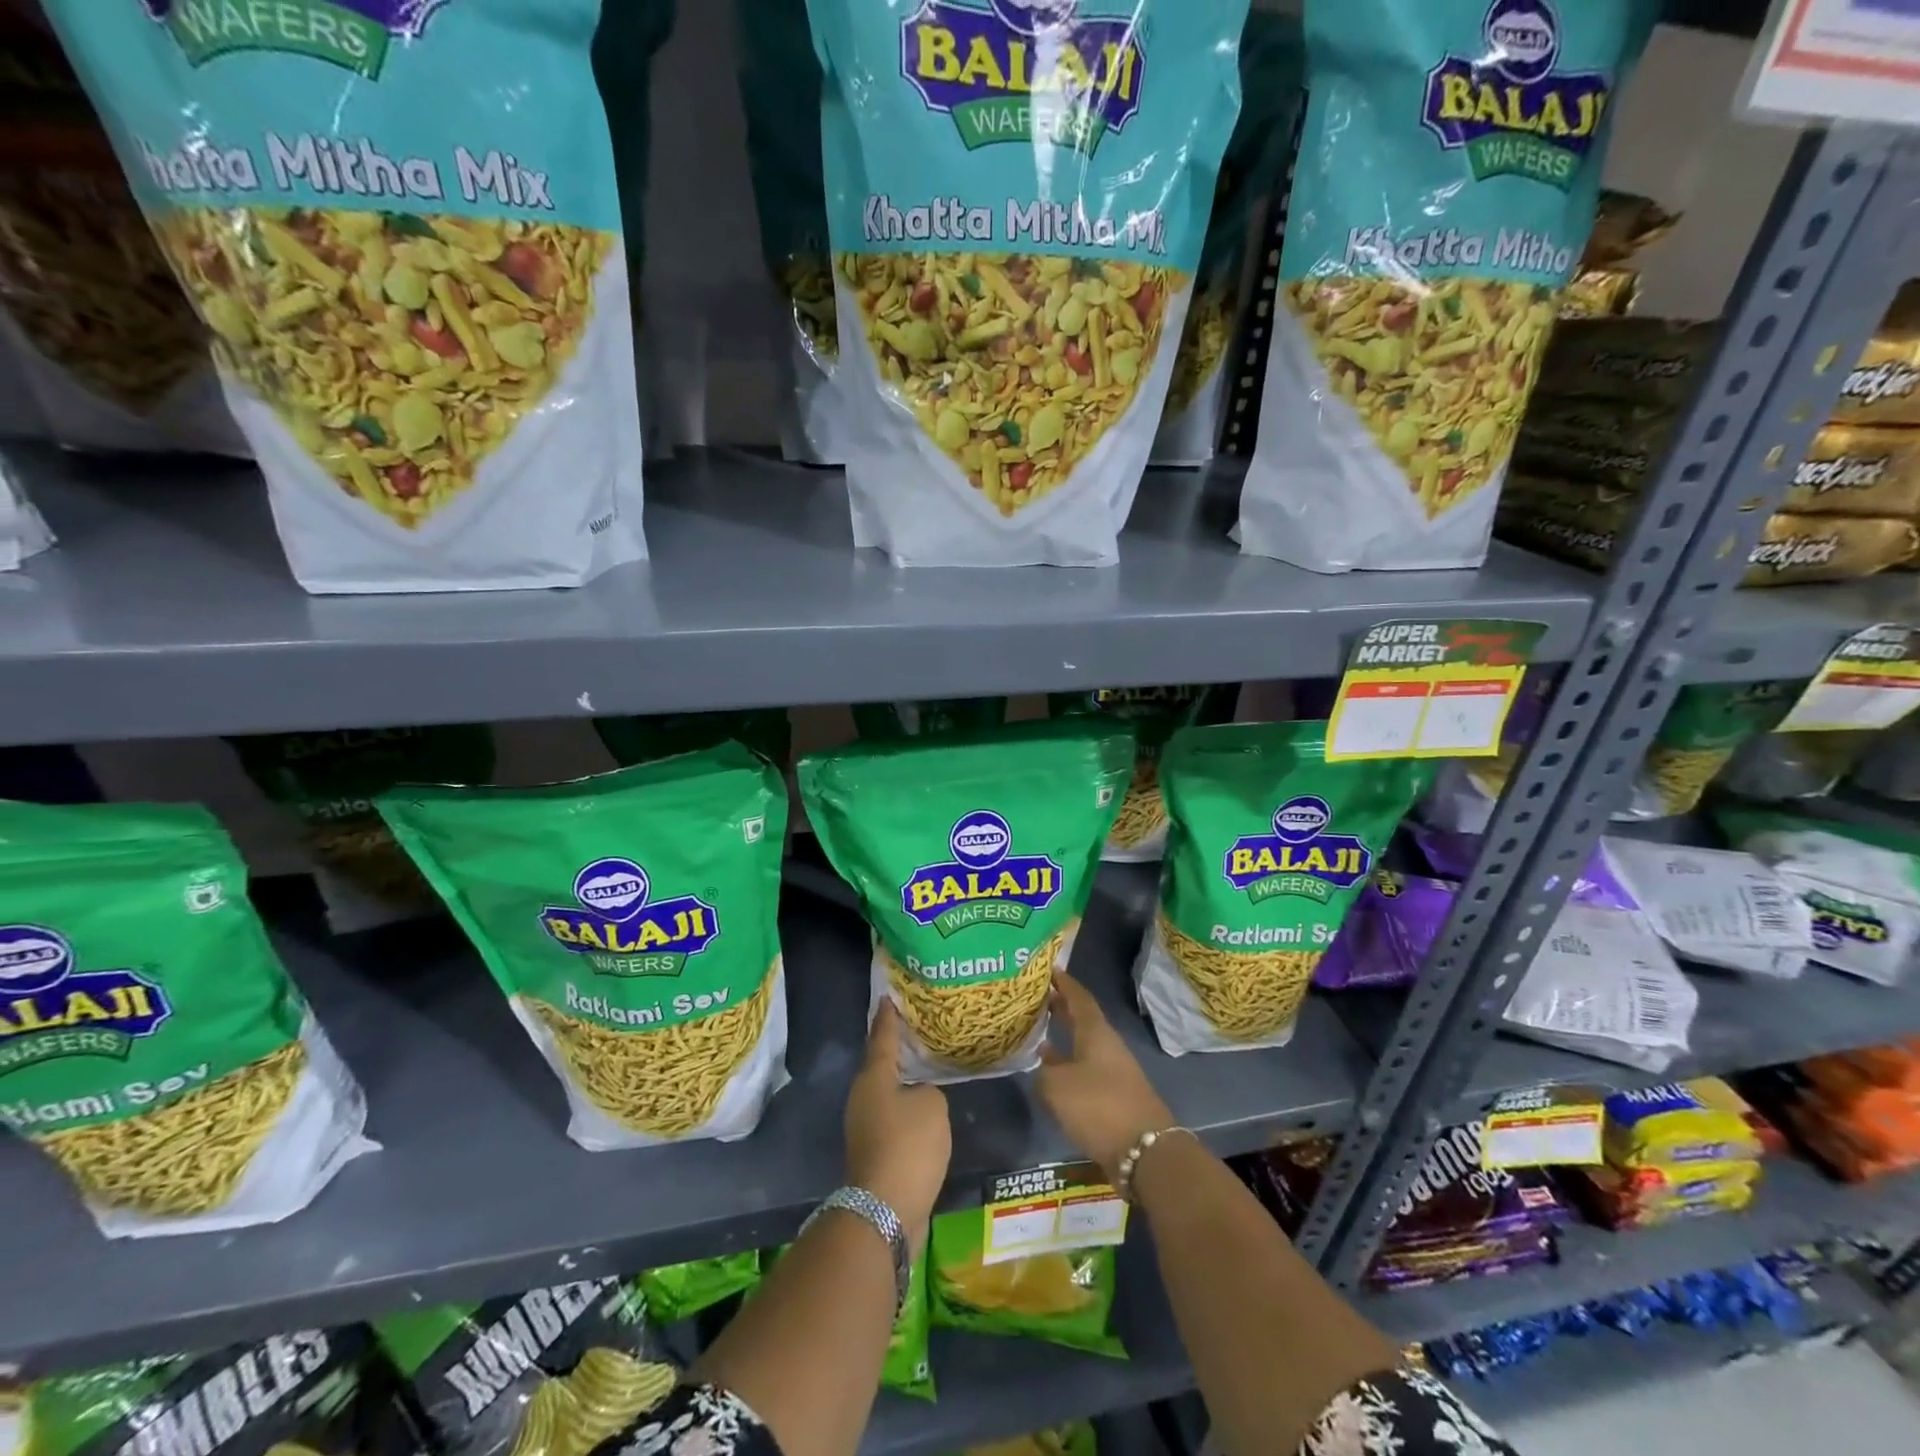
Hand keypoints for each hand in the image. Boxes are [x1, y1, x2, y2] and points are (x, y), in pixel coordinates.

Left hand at [845, 1002, 950, 1249]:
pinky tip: (926, 1114)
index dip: (888, 1018)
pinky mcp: (874, 1154)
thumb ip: (929, 1092)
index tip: (887, 997)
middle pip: (880, 1066)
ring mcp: (865, 1128)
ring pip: (887, 1096)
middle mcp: (863, 1098)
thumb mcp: (932, 1106)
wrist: (886, 1209)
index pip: (883, 1038)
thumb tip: (919, 1101)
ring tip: (926, 1072)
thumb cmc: (908, 1145)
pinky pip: (893, 1122)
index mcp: (873, 1078)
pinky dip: (907, 1115)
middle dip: (896, 1051)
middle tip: (915, 1033)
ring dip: (903, 1085)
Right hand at [1036, 971, 1173, 1182]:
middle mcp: (1107, 1045)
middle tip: (1037, 997)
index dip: (1064, 983)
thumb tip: (1043, 1064)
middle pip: (1083, 1019)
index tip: (1048, 969)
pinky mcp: (1114, 1096)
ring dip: (1064, 1037)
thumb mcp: (1057, 1086)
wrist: (1144, 1151)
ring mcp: (1113, 1071)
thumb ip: (1044, 1070)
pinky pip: (1086, 1068)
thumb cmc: (1098, 1106)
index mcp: (1096, 1032)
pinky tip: (1052, 1072)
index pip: (1079, 997)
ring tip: (1038, 1031)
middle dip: (1061, 1007)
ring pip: (1084, 1045)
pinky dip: (1068, 1063)